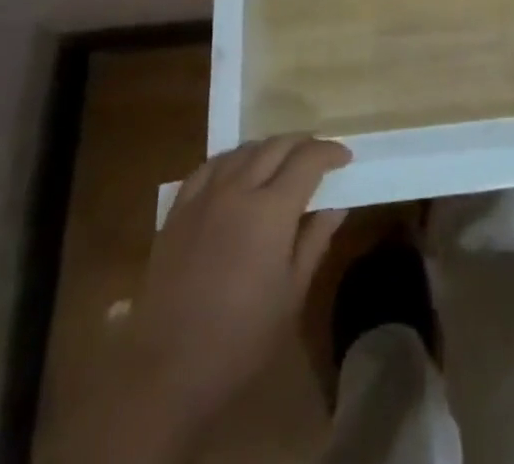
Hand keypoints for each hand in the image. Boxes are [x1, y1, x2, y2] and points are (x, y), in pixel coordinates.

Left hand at [123, 136, 349, 453]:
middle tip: (319, 155)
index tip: (345, 157)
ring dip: (269, 148)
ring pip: (243, 150)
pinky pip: (209, 166)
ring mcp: (204, 196)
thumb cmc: (241, 338)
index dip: (330, 151)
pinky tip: (237, 170)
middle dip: (303, 143)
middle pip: (276, 146)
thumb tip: (336, 205)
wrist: (168, 369)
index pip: (308, 160)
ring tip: (282, 161)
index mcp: (271, 210)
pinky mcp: (178, 209)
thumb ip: (315, 240)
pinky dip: (232, 159)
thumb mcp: (292, 294)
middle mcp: (238, 189)